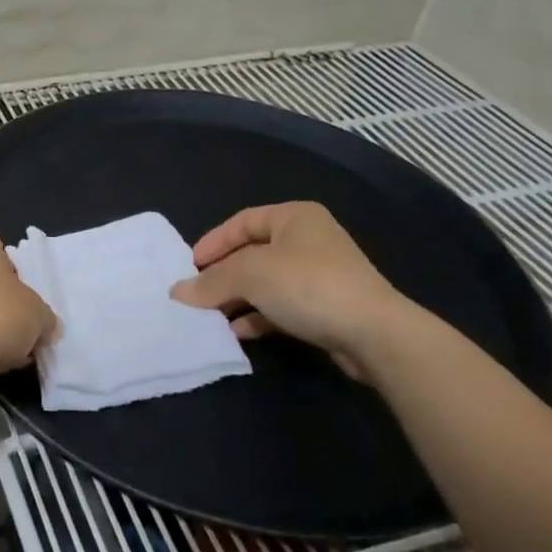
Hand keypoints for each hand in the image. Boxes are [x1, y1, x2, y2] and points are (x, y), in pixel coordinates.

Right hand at [170, 202, 403, 379]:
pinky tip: (238, 332)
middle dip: (223, 276)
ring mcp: (320, 275)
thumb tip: (177, 293)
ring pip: (265, 283)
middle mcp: (308, 240)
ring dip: (237, 299)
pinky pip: (281, 307)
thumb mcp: (249, 275)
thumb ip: (211, 282)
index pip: (241, 222)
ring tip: (211, 317)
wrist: (374, 334)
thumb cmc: (308, 285)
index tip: (190, 266)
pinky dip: (258, 317)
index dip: (213, 242)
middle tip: (196, 294)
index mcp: (294, 217)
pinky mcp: (326, 308)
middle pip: (252, 254)